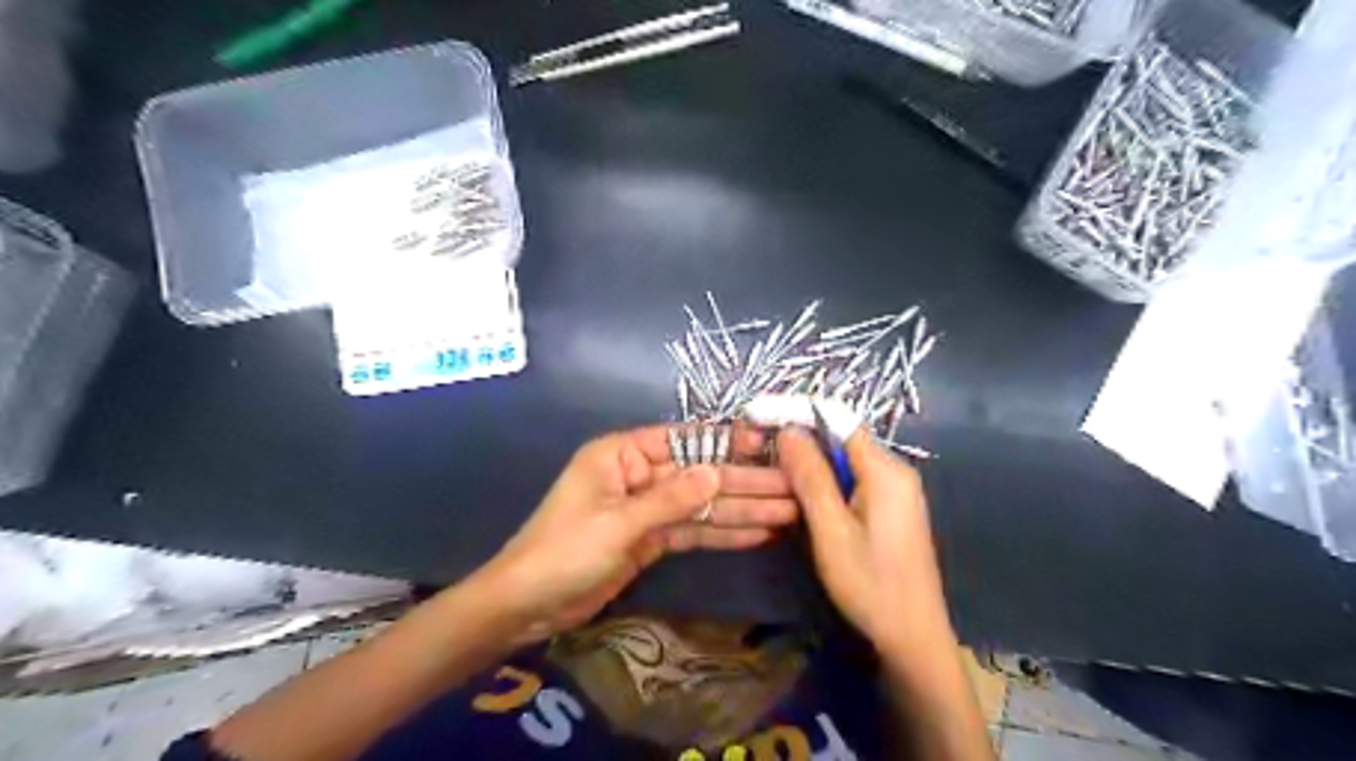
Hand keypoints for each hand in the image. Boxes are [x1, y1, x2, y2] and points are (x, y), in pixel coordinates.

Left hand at [475, 424, 796, 637]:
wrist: (528, 605)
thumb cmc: (563, 551)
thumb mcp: (617, 523)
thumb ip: (670, 499)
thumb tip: (717, 473)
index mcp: (622, 454)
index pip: (683, 440)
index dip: (726, 443)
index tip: (768, 448)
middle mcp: (639, 475)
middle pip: (700, 475)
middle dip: (745, 483)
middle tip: (793, 489)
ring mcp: (648, 509)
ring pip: (702, 505)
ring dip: (743, 510)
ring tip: (788, 512)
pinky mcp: (652, 539)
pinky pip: (693, 532)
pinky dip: (723, 534)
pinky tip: (758, 533)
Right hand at [774, 429, 951, 653]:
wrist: (912, 637)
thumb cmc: (869, 584)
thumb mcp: (831, 530)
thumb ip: (810, 477)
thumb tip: (789, 430)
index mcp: (886, 469)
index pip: (839, 419)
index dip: (799, 414)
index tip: (761, 420)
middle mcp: (895, 470)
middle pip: (842, 437)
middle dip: (801, 440)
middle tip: (760, 452)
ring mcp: (896, 490)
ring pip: (845, 460)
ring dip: (811, 462)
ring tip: (774, 473)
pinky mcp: (891, 508)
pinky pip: (854, 479)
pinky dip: (826, 481)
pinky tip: (803, 497)